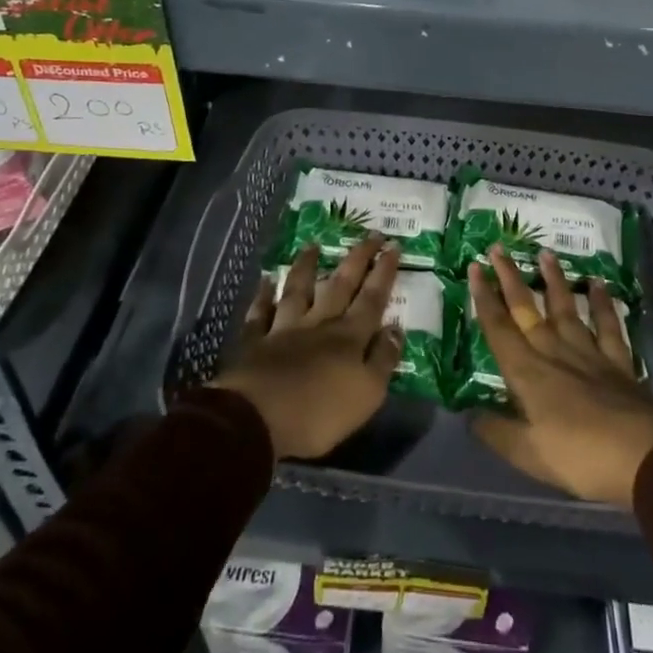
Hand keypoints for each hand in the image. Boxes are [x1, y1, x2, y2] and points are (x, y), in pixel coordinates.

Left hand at [211, 238, 402, 459]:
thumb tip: (396, 328)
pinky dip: (263, 296)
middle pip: (341, 285)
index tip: (393, 245)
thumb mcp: (367, 393)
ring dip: (307, 267)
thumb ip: (383, 359)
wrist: (258, 419)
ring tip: (313, 245)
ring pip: (298, 290)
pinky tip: (266, 280)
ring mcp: (285, 329)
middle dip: (357, 258)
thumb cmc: (320, 412)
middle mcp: (319, 323)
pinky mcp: (256, 342)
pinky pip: (260, 313)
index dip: (384, 272)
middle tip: (369, 233)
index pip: (372, 298)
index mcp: (349, 337)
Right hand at [467, 247, 652, 506]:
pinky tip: (598, 284)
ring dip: (554, 280)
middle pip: (527, 309)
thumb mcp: (529, 455)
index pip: (499, 328)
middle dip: (510, 278)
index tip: (475, 267)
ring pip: (566, 308)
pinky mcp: (618, 361)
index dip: (485, 298)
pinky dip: (602, 303)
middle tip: (498, 247)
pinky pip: (606, 325)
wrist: (644, 456)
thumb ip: (498, 433)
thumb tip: (469, 415)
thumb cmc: (580, 457)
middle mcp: (554, 352)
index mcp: (528, 373)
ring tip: (545, 253)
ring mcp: (588, 353)